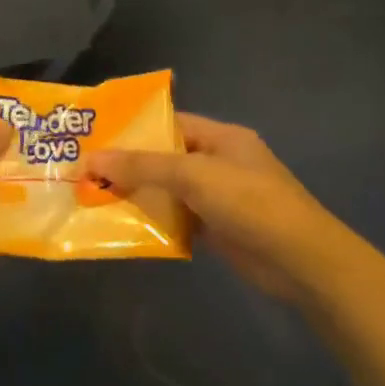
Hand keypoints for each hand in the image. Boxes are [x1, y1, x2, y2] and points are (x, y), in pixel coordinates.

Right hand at [88, 113, 346, 305]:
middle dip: (128, 165)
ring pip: (168, 190)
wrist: (300, 261)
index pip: (170, 123)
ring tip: (93, 197)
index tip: (95, 137)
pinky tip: (122, 225)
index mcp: (221, 138)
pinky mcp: (216, 228)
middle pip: (165, 158)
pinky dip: (153, 221)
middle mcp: (219, 163)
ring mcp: (218, 197)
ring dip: (137, 195)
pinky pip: (176, 218)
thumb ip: (142, 166)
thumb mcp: (193, 175)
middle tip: (84, 170)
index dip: (134, 129)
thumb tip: (91, 158)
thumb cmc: (250, 203)